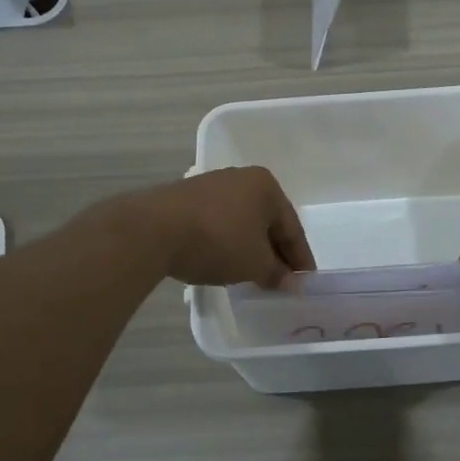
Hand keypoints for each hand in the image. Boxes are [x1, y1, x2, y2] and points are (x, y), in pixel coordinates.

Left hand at [124, 167, 316, 288]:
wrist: (153, 230)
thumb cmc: (217, 241)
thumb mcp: (254, 263)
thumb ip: (277, 273)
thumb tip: (291, 282)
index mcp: (266, 186)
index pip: (292, 227)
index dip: (300, 258)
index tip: (306, 282)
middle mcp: (241, 178)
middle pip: (267, 221)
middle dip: (275, 252)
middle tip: (282, 281)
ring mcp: (212, 185)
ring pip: (242, 221)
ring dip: (250, 247)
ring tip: (253, 274)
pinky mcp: (187, 198)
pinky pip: (219, 222)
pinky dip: (227, 242)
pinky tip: (224, 261)